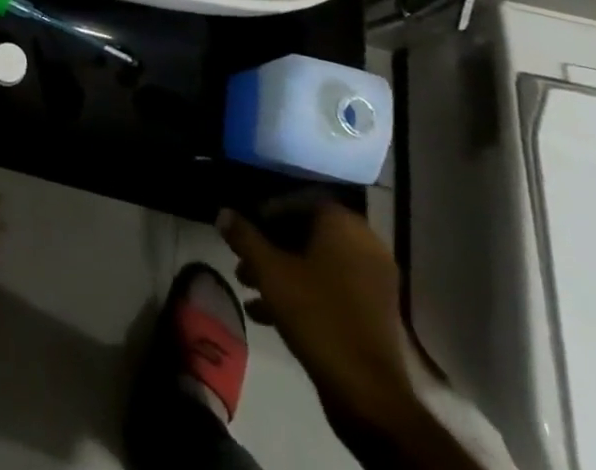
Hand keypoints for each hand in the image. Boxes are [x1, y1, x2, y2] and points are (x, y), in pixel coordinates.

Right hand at [219, 202, 413, 432]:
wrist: (367, 393)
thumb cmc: (317, 315)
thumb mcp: (270, 271)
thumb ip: (244, 237)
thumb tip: (223, 213)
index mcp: (344, 225)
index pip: (299, 201)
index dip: (266, 211)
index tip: (244, 227)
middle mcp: (364, 245)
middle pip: (306, 233)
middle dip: (270, 245)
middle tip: (242, 258)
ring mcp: (372, 282)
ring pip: (316, 263)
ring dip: (281, 271)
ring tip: (247, 287)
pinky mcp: (372, 314)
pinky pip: (331, 289)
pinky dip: (302, 293)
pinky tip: (267, 314)